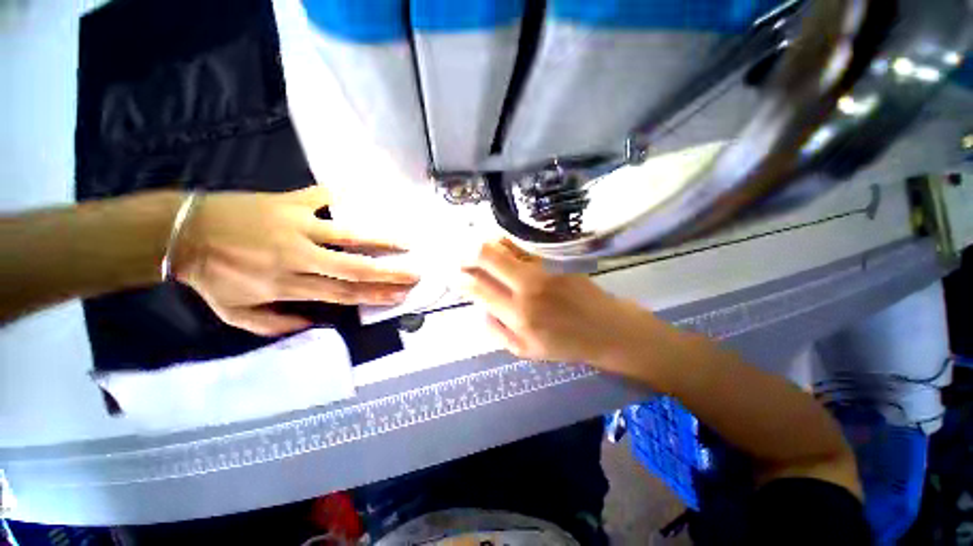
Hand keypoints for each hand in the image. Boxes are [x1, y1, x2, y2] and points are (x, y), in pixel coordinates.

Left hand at [172, 186, 418, 335]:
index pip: (343, 293)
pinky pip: (321, 197)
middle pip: (354, 268)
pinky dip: (342, 195)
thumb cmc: (211, 277)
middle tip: (414, 274)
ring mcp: (295, 226)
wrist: (182, 232)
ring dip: (381, 239)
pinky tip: (364, 197)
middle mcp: (299, 257)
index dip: (375, 295)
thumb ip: (277, 325)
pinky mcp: (287, 202)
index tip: (400, 296)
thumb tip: (317, 322)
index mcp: (288, 284)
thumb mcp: (236, 314)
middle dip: (389, 274)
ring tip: (406, 242)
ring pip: (348, 234)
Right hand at [460, 241, 660, 367]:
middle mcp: (526, 288)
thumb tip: (478, 310)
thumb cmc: (565, 344)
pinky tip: (500, 246)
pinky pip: (522, 247)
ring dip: (484, 243)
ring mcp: (542, 270)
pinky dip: (505, 244)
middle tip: (458, 254)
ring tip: (476, 247)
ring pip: (504, 245)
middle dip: (466, 252)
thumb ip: (497, 331)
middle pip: (486, 256)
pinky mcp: (554, 260)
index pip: (478, 287)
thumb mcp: (526, 351)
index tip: (453, 274)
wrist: (607, 329)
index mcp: (517, 316)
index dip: (461, 277)